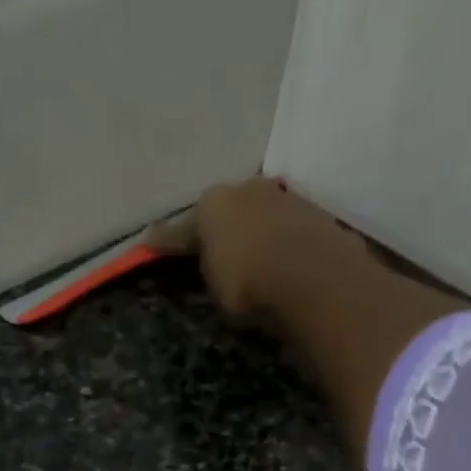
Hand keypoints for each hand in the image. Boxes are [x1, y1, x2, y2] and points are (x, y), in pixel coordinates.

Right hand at [149, 177, 365, 319]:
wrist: (312, 278)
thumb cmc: (247, 282)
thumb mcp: (212, 283)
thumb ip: (203, 264)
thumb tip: (195, 254)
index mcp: (212, 202)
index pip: (185, 225)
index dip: (170, 241)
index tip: (155, 244)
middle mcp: (247, 187)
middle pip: (227, 209)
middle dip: (220, 227)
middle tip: (215, 251)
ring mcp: (284, 195)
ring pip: (259, 213)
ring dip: (254, 231)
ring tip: (251, 258)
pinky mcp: (315, 212)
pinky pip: (286, 227)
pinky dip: (279, 240)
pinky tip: (280, 258)